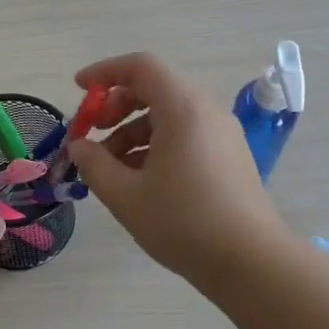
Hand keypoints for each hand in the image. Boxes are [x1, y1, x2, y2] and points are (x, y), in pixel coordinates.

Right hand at [64, 52, 288, 282]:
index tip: (79, 90)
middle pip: (155, 89)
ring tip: (110, 170)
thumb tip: (79, 146)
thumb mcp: (125, 195)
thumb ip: (93, 164)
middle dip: (116, 107)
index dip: (104, 72)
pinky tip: (140, 181)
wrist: (250, 261)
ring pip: (169, 116)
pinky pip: (186, 136)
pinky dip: (156, 146)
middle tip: (92, 136)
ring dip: (133, 132)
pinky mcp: (230, 157)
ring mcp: (222, 134)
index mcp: (182, 108)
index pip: (140, 67)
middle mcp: (206, 111)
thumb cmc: (182, 222)